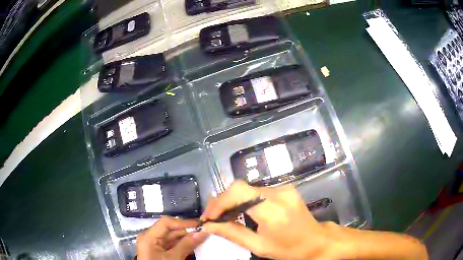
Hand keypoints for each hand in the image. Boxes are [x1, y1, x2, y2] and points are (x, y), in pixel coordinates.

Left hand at [137, 217, 207, 259]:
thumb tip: (202, 232)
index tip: (199, 225)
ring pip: (172, 238)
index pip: (166, 222)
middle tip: (204, 233)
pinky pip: (171, 246)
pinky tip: (193, 247)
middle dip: (186, 232)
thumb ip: (187, 244)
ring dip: (186, 239)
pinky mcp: (159, 253)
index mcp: (149, 236)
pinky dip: (182, 246)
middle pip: (169, 230)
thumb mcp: (174, 258)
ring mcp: (154, 246)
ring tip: (201, 239)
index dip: (182, 222)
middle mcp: (150, 238)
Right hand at [200, 180, 335, 259]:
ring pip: (247, 188)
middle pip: (240, 188)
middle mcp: (278, 193)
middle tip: (212, 217)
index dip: (219, 202)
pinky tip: (241, 211)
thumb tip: (208, 225)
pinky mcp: (285, 188)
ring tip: (223, 216)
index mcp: (272, 210)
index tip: (209, 217)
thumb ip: (232, 233)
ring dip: (232, 201)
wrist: (316, 241)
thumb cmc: (289, 249)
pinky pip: (257, 191)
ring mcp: (283, 188)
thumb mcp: (259, 246)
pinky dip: (244, 200)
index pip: (238, 192)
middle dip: (222, 201)